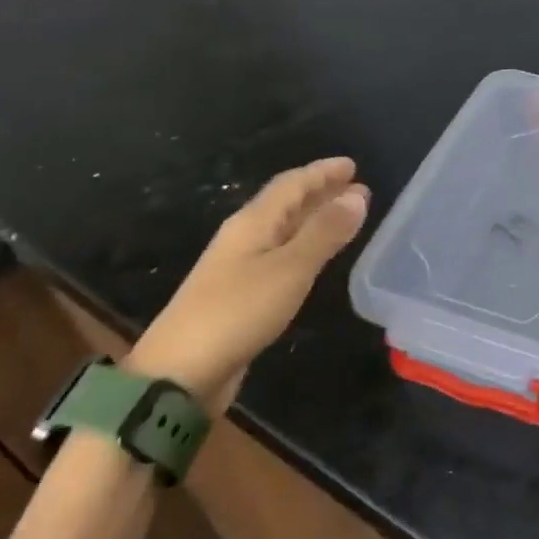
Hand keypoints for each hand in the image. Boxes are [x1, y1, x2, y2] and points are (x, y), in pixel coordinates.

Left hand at [126, 157, 368, 415]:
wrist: (180, 372)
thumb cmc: (238, 311)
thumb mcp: (290, 268)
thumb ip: (325, 232)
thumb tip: (358, 196)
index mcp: (253, 222)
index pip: (291, 184)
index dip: (322, 172)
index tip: (352, 165)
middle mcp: (245, 237)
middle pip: (286, 204)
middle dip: (322, 193)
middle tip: (358, 189)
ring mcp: (240, 267)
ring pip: (285, 230)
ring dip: (315, 219)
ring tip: (346, 217)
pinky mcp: (242, 295)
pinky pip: (282, 255)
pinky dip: (306, 246)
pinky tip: (316, 256)